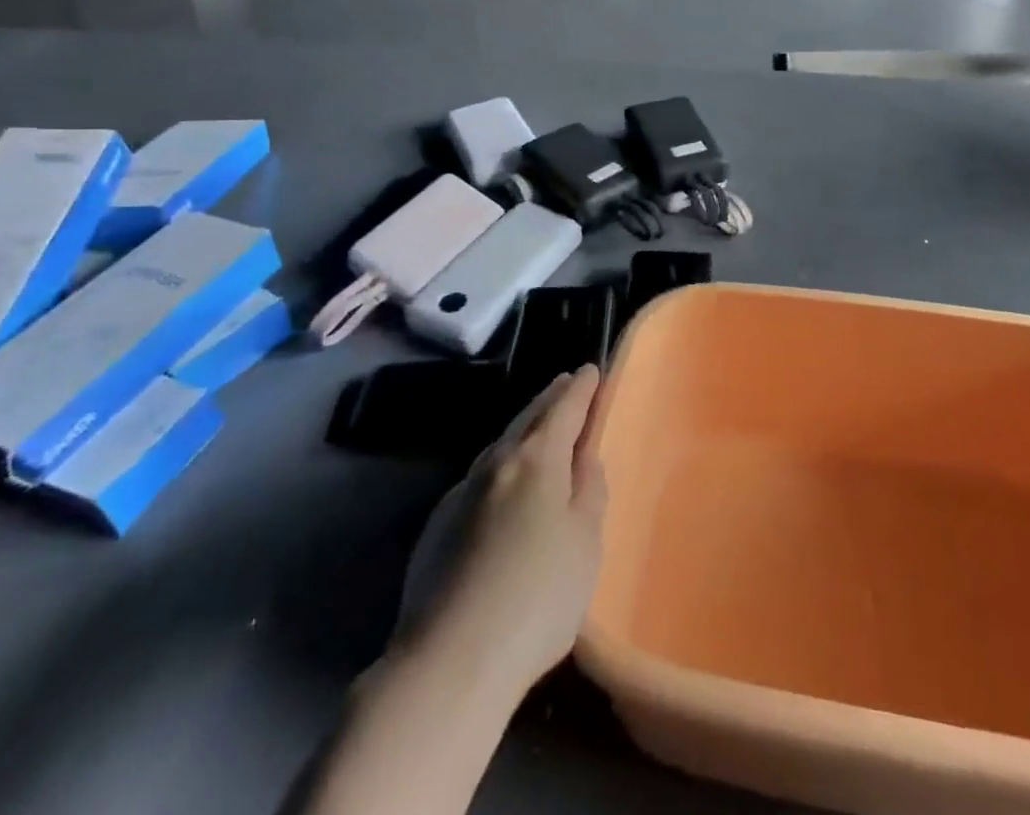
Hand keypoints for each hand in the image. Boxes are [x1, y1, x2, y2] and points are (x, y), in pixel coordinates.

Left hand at [411, 368, 607, 700]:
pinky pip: (480, 478)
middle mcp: (497, 462)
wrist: (451, 658)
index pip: (564, 407)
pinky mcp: (438, 525)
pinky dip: (501, 466)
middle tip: (566, 384)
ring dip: (523, 430)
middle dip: (550, 399)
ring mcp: (461, 492)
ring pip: (501, 446)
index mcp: (537, 458)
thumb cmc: (539, 596)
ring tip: (538, 428)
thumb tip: (583, 457)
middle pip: (528, 418)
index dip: (581, 388)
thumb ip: (588, 490)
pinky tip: (503, 487)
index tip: (592, 370)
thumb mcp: (585, 543)